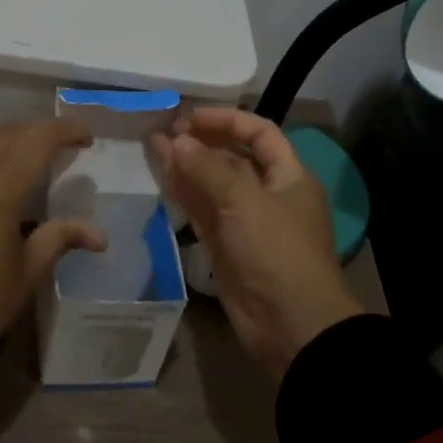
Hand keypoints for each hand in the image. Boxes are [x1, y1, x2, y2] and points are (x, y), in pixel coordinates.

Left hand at [0, 118, 105, 396]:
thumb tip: (100, 234)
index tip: (87, 136)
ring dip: (13, 141)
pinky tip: (4, 183)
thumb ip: (58, 240)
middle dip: (39, 130)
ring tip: (39, 158)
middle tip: (67, 143)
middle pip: (5, 134)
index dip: (64, 130)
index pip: (34, 142)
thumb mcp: (24, 278)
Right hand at [151, 108, 361, 375]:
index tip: (190, 117)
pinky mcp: (225, 247)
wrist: (291, 325)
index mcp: (288, 176)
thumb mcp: (244, 201)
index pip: (259, 133)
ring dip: (185, 164)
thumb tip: (176, 140)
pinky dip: (182, 193)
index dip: (226, 120)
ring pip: (211, 184)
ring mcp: (244, 222)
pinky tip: (161, 176)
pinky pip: (201, 211)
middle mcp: (267, 194)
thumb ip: (207, 168)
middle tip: (164, 130)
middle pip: (232, 157)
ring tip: (152, 145)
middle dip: (200, 142)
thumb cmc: (276, 251)